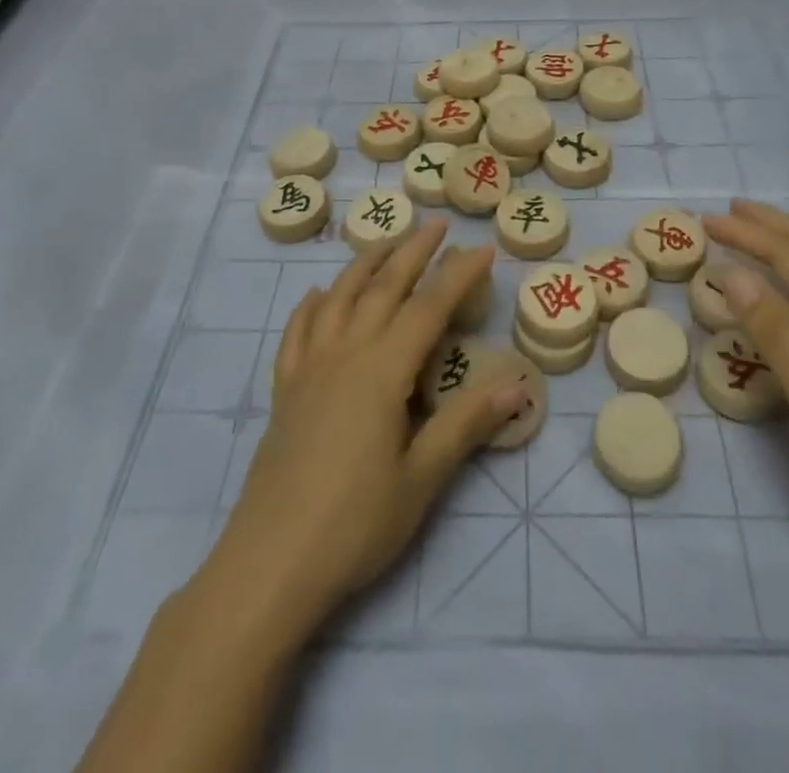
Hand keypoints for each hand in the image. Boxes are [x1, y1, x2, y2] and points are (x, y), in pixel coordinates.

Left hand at [209, 222, 525, 634]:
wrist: (269, 564)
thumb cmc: (355, 523)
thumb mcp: (421, 478)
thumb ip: (466, 425)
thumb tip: (518, 386)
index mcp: (382, 371)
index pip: (429, 308)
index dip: (458, 275)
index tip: (482, 249)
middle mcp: (345, 354)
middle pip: (382, 288)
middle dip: (413, 252)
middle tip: (436, 225)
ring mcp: (309, 368)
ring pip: (338, 297)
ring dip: (364, 264)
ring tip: (385, 242)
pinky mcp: (285, 389)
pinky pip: (298, 331)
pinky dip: (312, 305)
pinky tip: (319, 296)